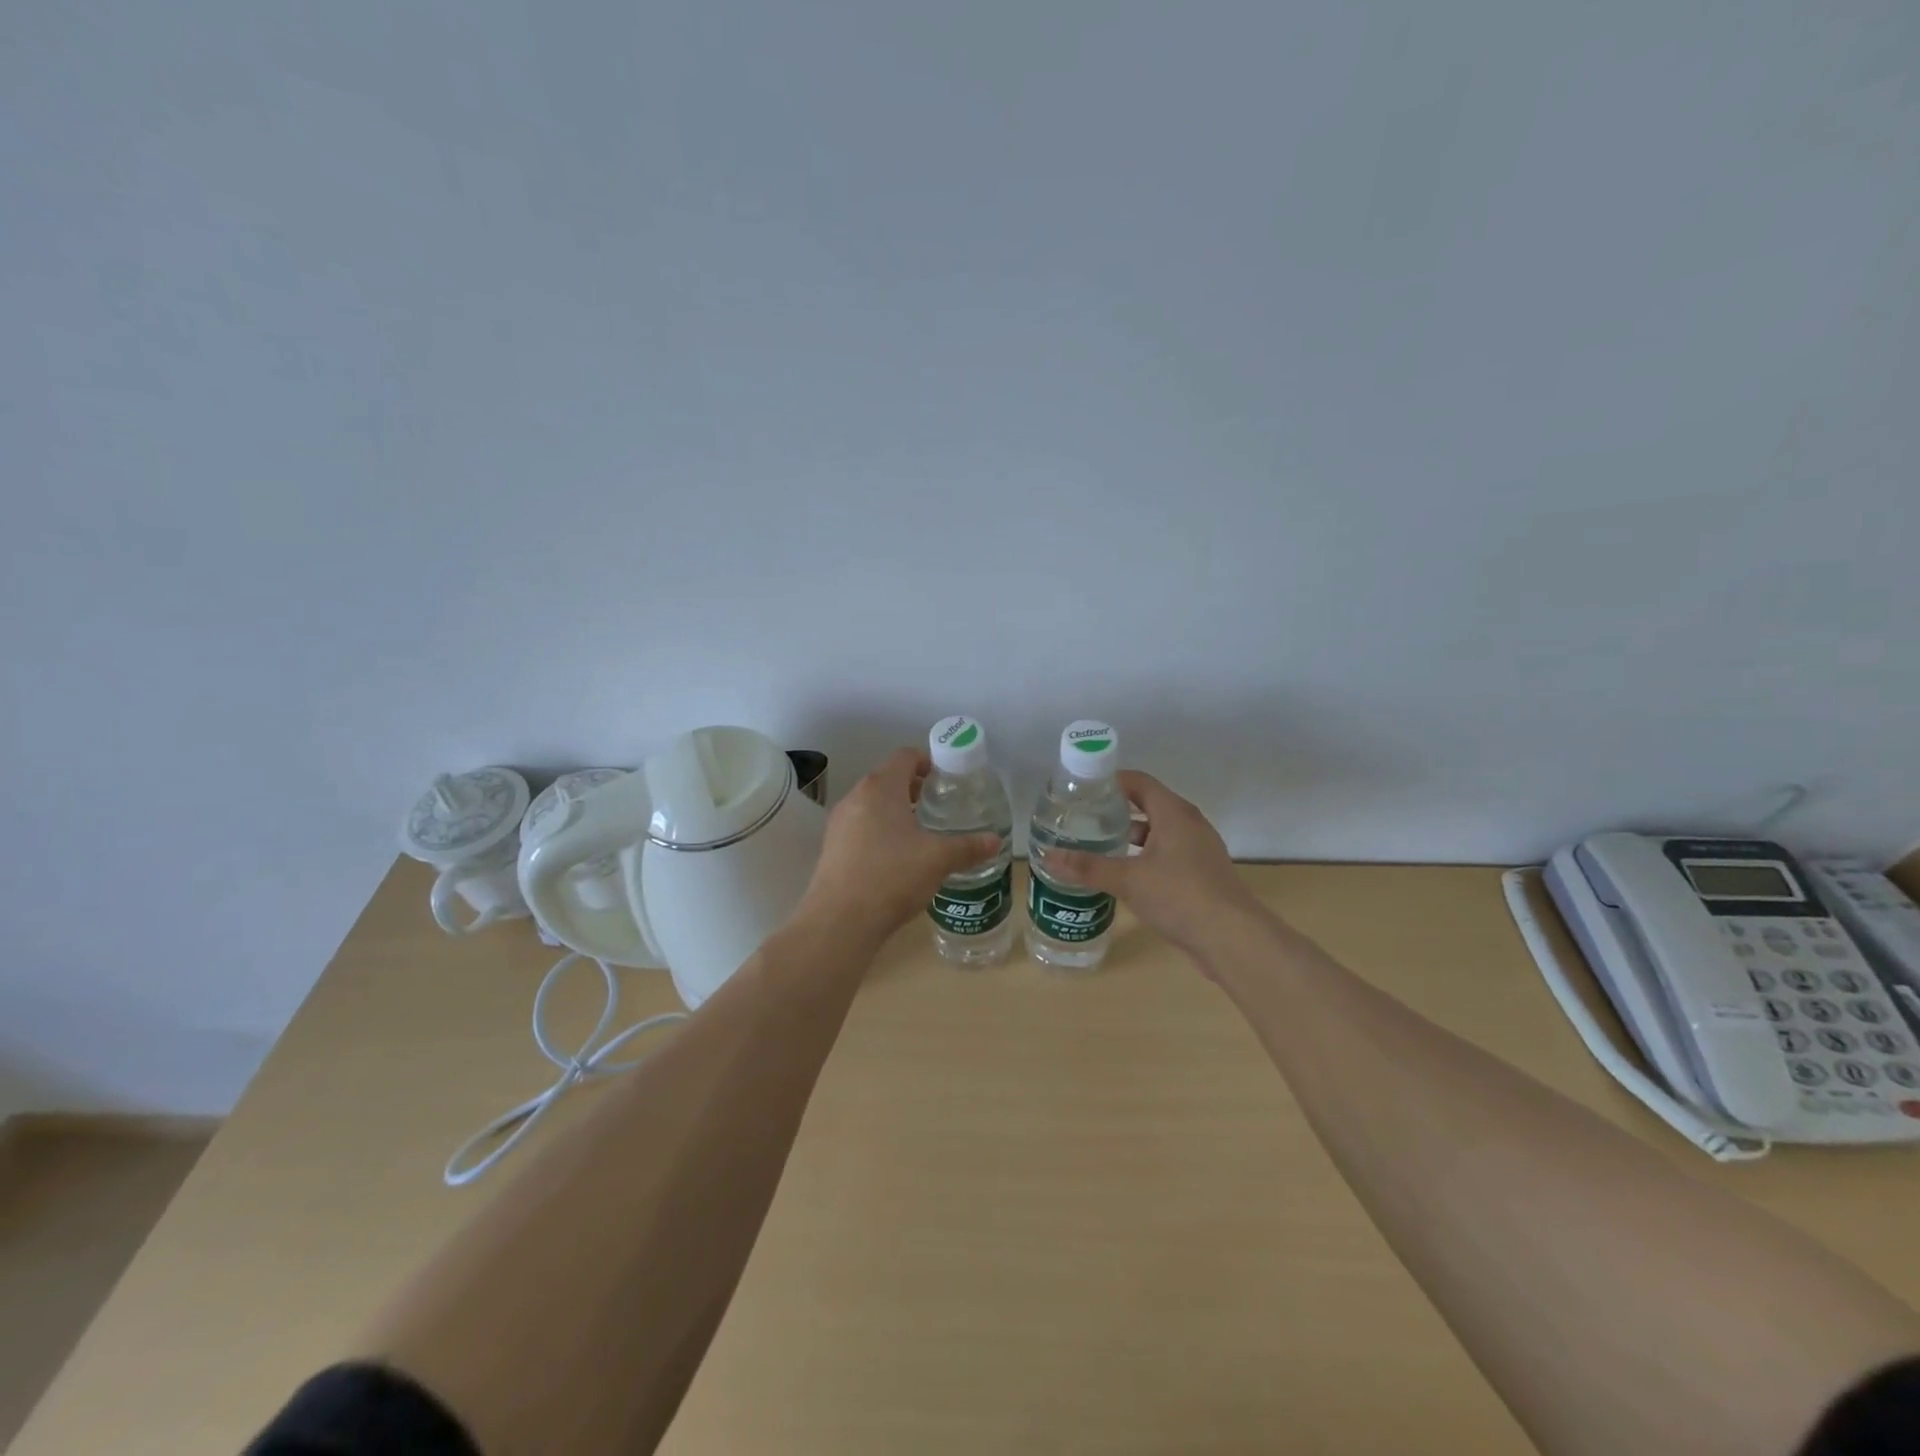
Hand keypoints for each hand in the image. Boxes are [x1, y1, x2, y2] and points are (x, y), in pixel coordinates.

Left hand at [798, 748, 1002, 942]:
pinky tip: (898, 858)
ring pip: (873, 805)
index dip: (928, 761)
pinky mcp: (832, 848)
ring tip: (923, 833)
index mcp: (881, 788)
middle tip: (940, 806)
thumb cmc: (892, 876)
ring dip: (897, 811)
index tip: (947, 779)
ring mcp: (839, 823)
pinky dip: (880, 831)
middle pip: (888, 779)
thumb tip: (995, 841)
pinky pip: (861, 827)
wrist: (839, 921)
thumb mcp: (938, 860)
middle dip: (915, 789)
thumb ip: (968, 847)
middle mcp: (856, 797)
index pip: (905, 756)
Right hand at [1046, 771, 1269, 961]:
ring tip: (1094, 846)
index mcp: (1174, 813)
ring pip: (1156, 833)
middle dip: (1115, 810)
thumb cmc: (1181, 896)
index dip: (1110, 781)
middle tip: (1081, 819)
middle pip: (1147, 805)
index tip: (1081, 790)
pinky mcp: (1199, 876)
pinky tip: (1121, 876)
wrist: (1233, 940)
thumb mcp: (1128, 879)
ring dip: (1128, 837)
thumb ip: (1087, 866)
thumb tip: (1047, 856)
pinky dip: (1142, 858)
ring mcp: (1197, 851)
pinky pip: (1165, 855)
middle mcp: (1188, 825)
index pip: (1139, 782)